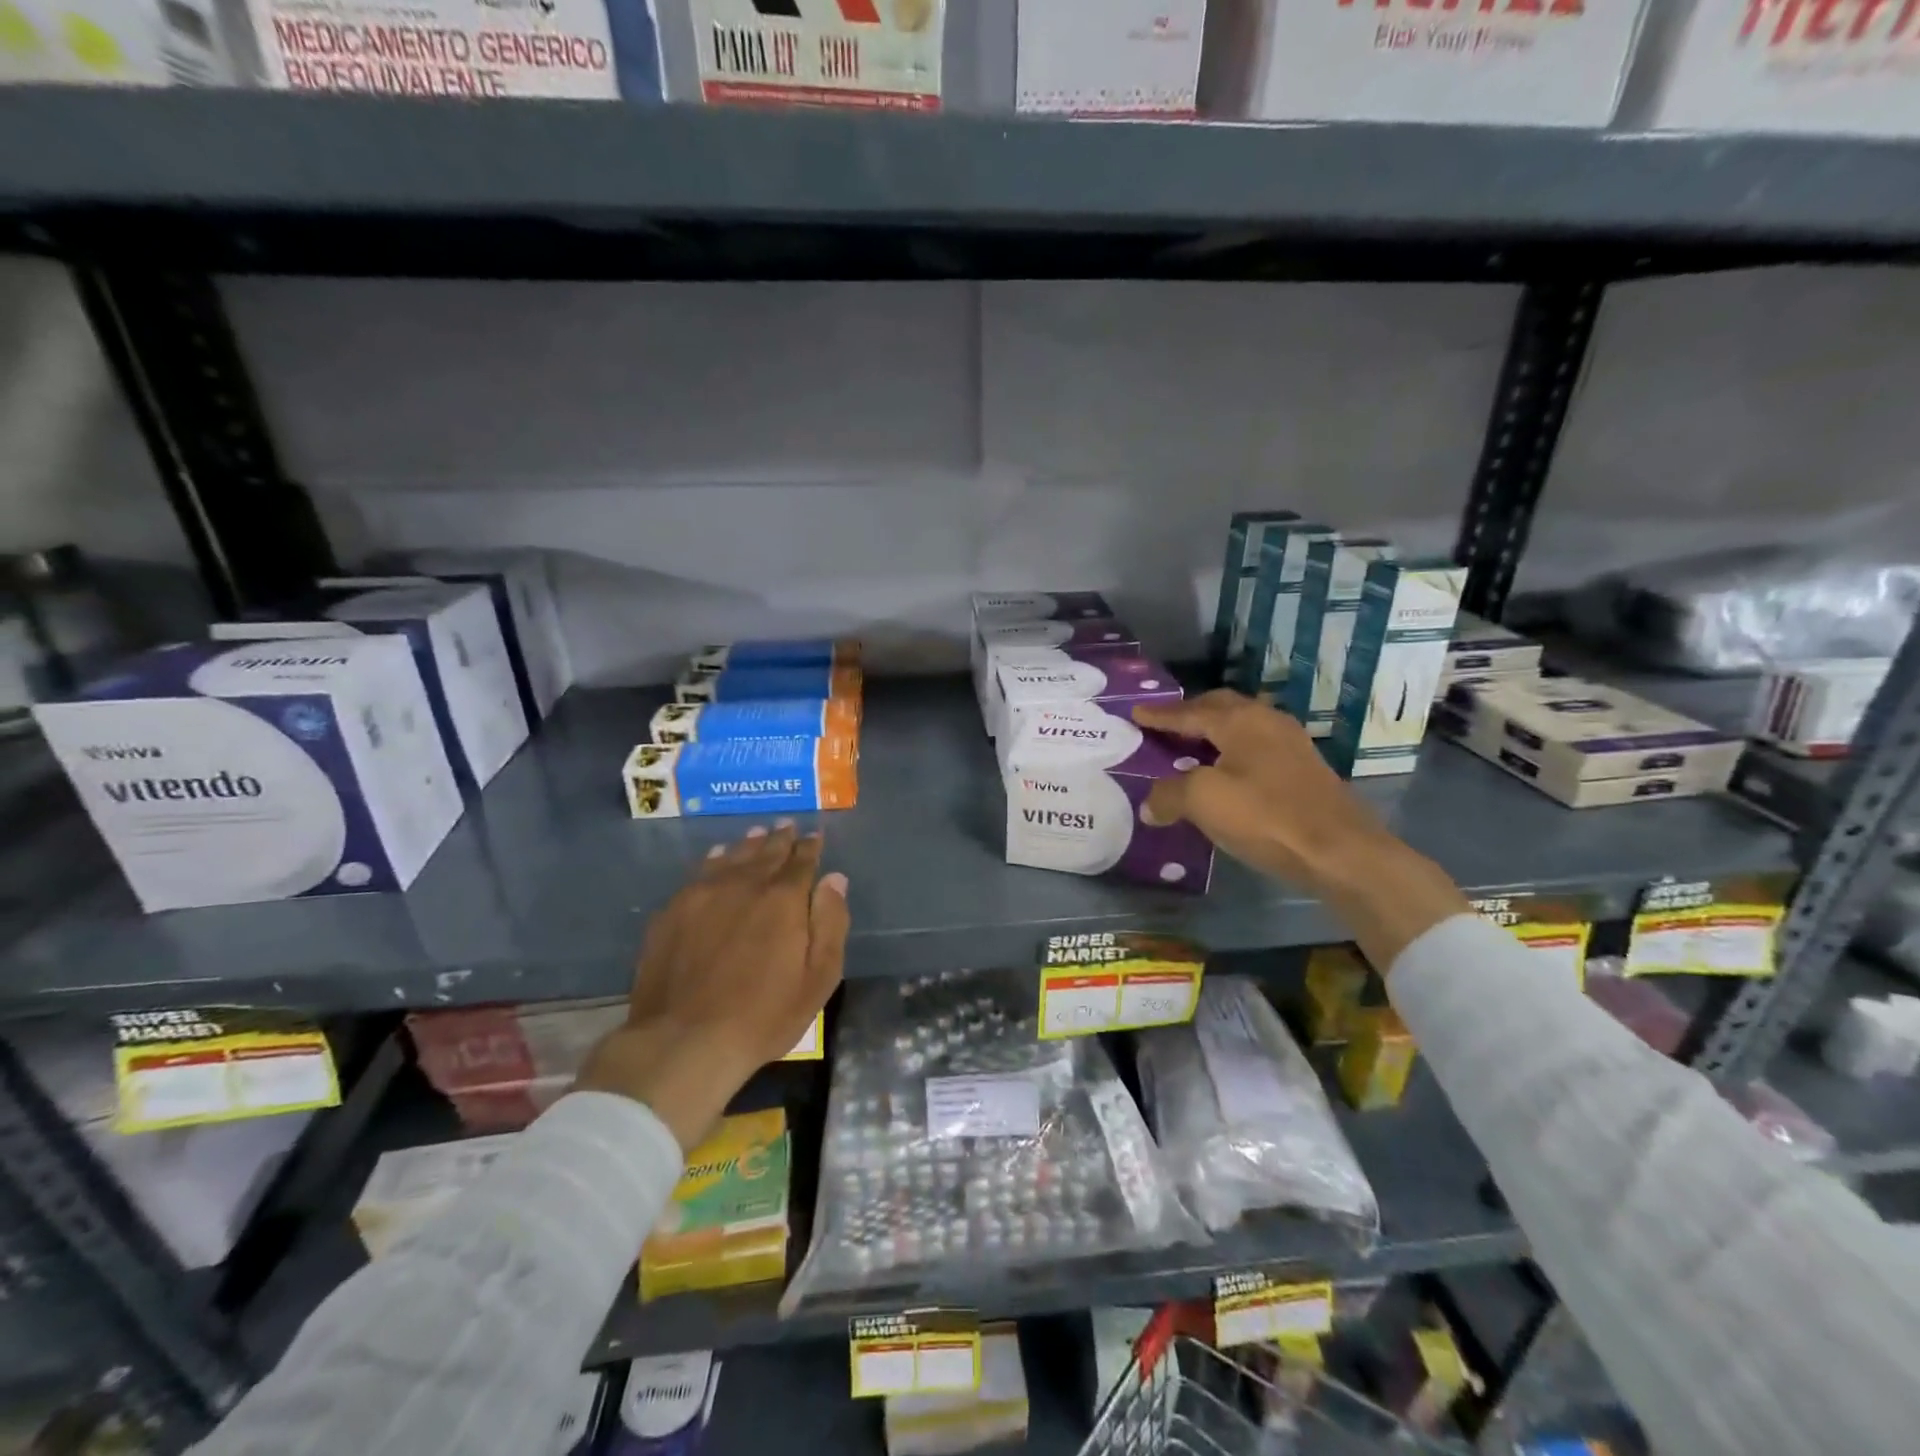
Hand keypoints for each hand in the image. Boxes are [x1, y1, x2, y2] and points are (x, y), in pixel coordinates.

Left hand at [576, 823, 848, 1149]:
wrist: (684, 1040)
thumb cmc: (764, 1015)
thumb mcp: (818, 977)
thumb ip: (831, 922)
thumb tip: (835, 878)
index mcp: (783, 898)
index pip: (801, 860)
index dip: (810, 846)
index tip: (814, 835)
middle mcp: (744, 884)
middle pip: (766, 852)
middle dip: (780, 838)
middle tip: (788, 825)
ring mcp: (703, 894)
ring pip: (732, 857)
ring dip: (749, 844)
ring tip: (758, 833)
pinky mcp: (672, 911)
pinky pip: (700, 872)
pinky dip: (714, 859)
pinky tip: (717, 857)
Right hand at [1131, 691, 1385, 889]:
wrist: (1339, 851)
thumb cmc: (1265, 815)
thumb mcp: (1204, 801)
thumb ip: (1169, 795)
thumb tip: (1149, 804)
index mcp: (1240, 720)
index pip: (1190, 711)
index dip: (1160, 715)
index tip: (1136, 713)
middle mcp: (1266, 721)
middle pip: (1220, 708)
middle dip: (1190, 714)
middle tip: (1164, 725)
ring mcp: (1290, 744)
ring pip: (1241, 727)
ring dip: (1213, 734)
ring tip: (1190, 748)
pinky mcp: (1303, 769)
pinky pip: (1255, 748)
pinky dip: (1231, 752)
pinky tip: (1224, 773)